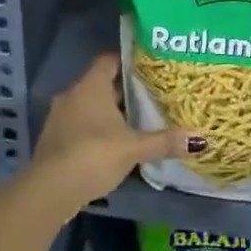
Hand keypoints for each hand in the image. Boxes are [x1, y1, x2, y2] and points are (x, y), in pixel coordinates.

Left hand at [29, 53, 201, 205]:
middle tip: (152, 95)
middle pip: (101, 84)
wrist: (50, 190)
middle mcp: (72, 95)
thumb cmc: (94, 155)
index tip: (149, 66)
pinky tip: (114, 144)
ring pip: (90, 106)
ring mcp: (60, 118)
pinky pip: (80, 125)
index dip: (128, 60)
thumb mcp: (134, 148)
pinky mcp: (54, 139)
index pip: (109, 60)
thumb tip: (199, 139)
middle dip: (124, 90)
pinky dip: (96, 129)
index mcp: (90, 86)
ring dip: (109, 112)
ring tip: (137, 120)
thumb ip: (164, 141)